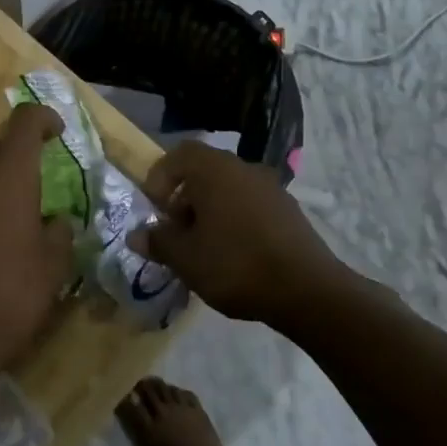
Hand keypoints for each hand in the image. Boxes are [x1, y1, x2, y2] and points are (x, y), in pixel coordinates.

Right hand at [129, 143, 356, 324]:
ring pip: (228, 190)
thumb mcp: (185, 258)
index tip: (157, 210)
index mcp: (214, 169)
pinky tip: (234, 256)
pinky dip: (235, 221)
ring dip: (210, 212)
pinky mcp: (289, 212)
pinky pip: (250, 206)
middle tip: (177, 232)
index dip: (160, 178)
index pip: (179, 154)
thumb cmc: (235, 264)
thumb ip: (158, 241)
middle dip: (184, 199)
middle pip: (204, 172)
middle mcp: (243, 168)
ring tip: (203, 248)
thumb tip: (137, 235)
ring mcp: (271, 188)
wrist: (309, 291)